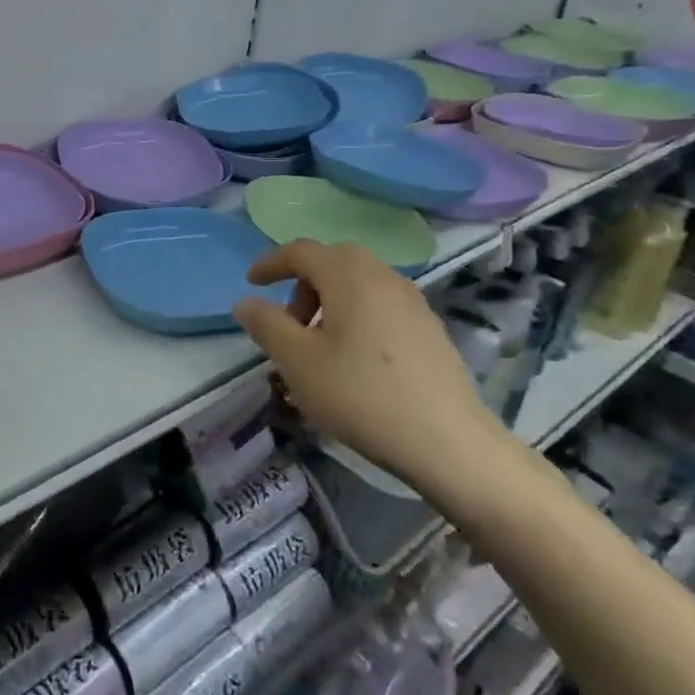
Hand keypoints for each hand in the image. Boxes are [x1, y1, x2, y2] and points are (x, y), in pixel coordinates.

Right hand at [233, 241, 501, 490]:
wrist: (449, 443)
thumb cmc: (361, 395)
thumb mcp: (298, 362)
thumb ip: (266, 325)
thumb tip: (245, 302)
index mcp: (348, 276)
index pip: (301, 251)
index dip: (270, 263)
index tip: (251, 284)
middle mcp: (382, 276)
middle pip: (333, 261)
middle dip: (303, 282)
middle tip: (290, 322)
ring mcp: (412, 301)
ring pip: (359, 282)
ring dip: (330, 299)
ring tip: (319, 344)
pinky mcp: (430, 328)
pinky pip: (381, 303)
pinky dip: (357, 313)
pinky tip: (355, 358)